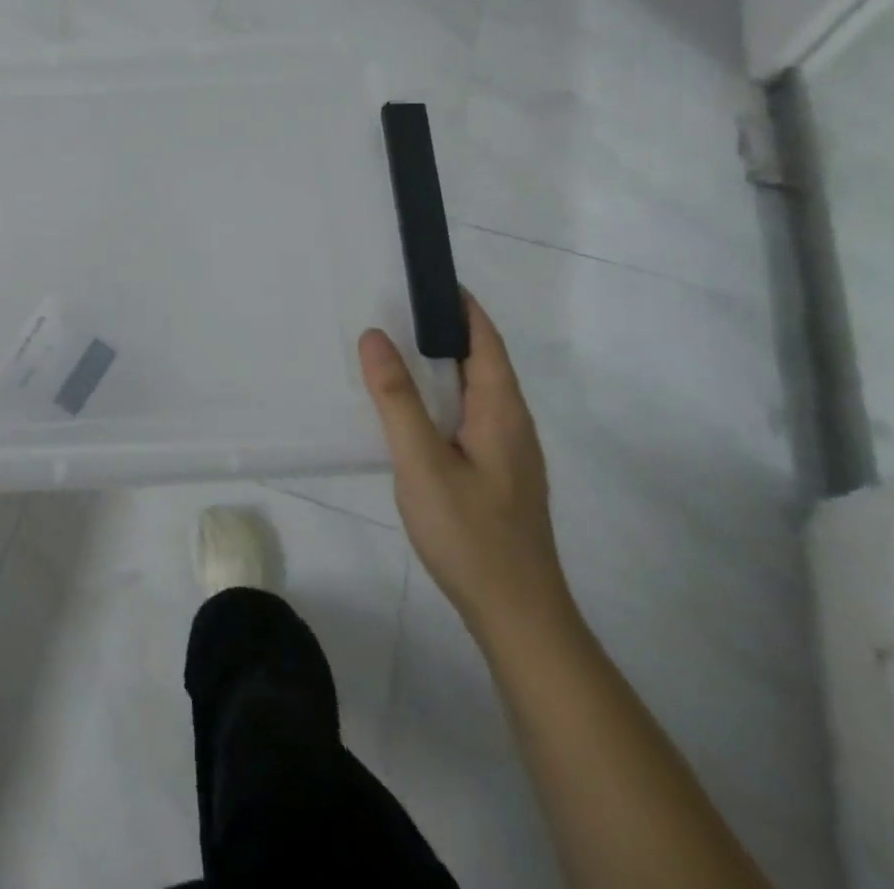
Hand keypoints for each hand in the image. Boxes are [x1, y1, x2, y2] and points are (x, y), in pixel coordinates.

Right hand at [360, 294, 572, 642]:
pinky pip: (468, 416)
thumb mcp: (422, 462)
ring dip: (441, 364)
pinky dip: (441, 396)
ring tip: (395, 349)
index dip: (460, 305)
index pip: (485, 339)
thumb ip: (396, 398)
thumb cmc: (471, 534)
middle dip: (444, 329)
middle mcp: (511, 422)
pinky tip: (412, 410)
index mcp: (501, 410)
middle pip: (482, 360)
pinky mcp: (497, 475)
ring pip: (474, 391)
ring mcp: (508, 452)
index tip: (424, 277)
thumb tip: (375, 334)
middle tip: (393, 306)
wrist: (518, 616)